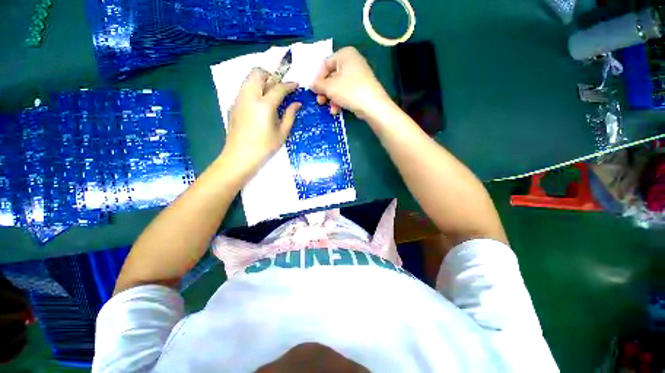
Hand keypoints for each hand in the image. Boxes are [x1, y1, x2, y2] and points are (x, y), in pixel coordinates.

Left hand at [222, 68, 300, 175]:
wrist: (240, 156)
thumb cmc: (264, 147)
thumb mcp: (282, 133)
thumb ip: (290, 115)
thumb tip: (297, 103)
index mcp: (264, 105)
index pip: (278, 87)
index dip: (289, 85)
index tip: (296, 85)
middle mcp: (249, 97)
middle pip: (258, 73)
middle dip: (271, 75)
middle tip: (279, 87)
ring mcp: (238, 99)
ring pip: (249, 79)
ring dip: (261, 81)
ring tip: (270, 95)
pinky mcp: (233, 105)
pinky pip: (244, 89)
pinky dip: (253, 89)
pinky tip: (259, 105)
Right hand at [311, 47, 391, 119]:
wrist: (372, 105)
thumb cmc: (349, 91)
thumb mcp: (330, 87)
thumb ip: (318, 85)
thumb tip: (311, 84)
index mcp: (345, 54)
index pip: (325, 64)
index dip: (318, 78)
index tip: (314, 91)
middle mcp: (352, 61)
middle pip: (332, 77)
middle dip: (325, 91)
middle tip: (320, 101)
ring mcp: (358, 75)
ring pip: (338, 86)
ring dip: (332, 99)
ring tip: (331, 109)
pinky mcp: (361, 88)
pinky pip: (346, 92)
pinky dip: (340, 100)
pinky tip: (337, 110)